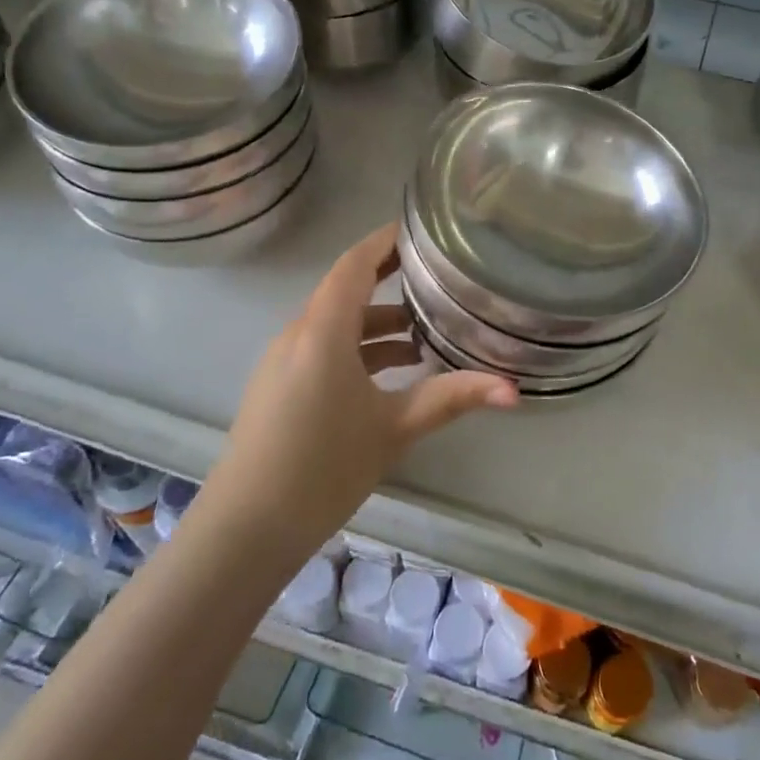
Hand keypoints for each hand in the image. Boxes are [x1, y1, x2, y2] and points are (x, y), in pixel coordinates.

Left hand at [212, 225, 517, 549]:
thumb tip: (513, 390)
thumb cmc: (323, 467)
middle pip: (346, 290)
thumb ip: (452, 398)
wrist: (245, 529)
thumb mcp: (395, 428)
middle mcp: (298, 335)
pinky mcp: (279, 387)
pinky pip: (323, 348)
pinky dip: (358, 348)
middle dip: (389, 279)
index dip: (384, 241)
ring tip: (425, 333)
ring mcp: (284, 362)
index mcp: (323, 331)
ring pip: (336, 324)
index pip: (354, 264)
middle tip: (434, 273)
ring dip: (378, 323)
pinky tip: (391, 374)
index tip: (419, 229)